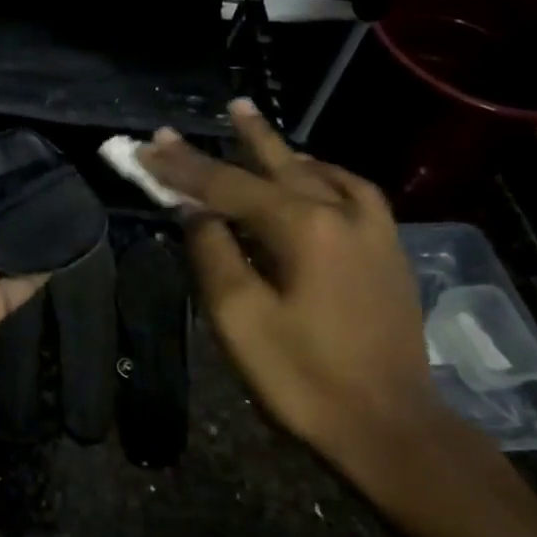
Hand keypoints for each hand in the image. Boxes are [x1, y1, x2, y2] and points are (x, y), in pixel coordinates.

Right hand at [140, 100, 449, 478]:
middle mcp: (342, 213)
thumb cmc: (304, 378)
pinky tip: (316, 178)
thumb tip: (195, 211)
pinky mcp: (388, 251)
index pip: (226, 184)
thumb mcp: (239, 318)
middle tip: (223, 107)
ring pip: (320, 173)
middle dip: (242, 138)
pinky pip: (352, 192)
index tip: (145, 148)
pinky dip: (324, 175)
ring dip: (285, 152)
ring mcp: (373, 230)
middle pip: (278, 165)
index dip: (181, 167)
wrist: (390, 428)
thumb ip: (213, 252)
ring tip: (259, 132)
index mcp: (302, 226)